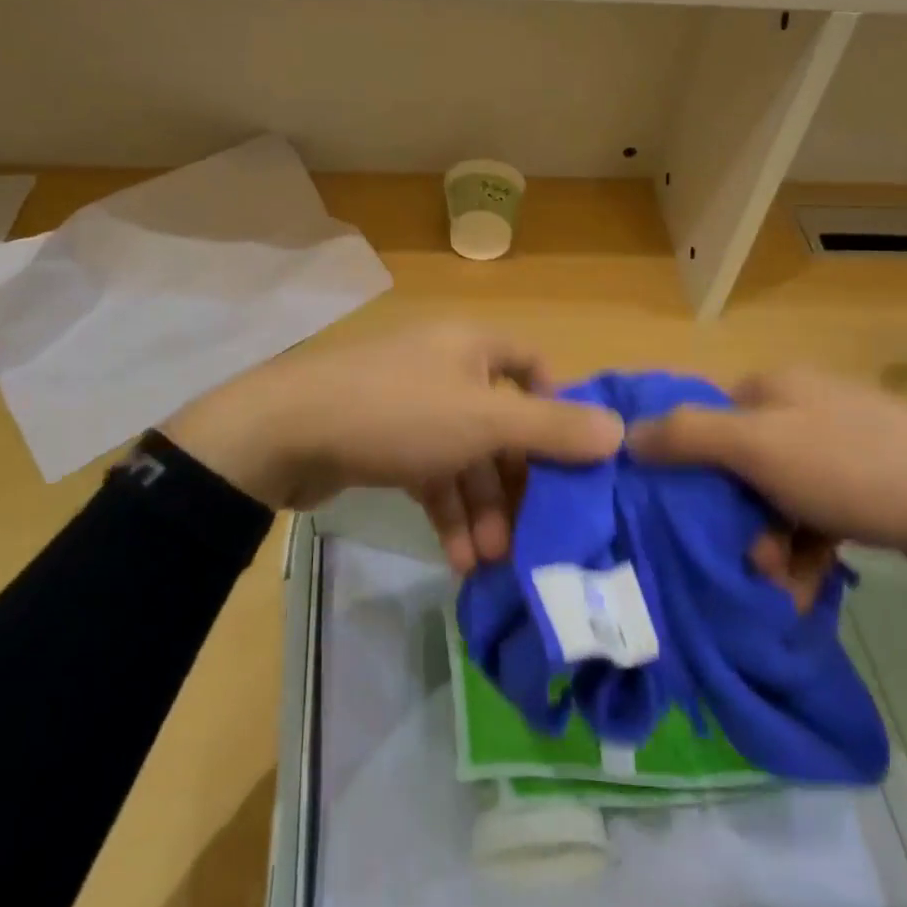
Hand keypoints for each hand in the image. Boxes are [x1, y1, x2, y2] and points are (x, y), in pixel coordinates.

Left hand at [160, 323, 623, 569]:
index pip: (532, 365)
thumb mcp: (483, 421)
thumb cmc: (398, 413)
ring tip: (489, 560)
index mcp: (472, 346)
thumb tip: (620, 431)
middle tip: (529, 535)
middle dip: (514, 482)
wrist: (287, 431)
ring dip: (481, 508)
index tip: (572, 460)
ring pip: (464, 456)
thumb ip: (551, 430)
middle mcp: (445, 367)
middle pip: (500, 423)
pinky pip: (429, 473)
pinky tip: (457, 557)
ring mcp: (411, 405)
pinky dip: (446, 511)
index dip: (557, 409)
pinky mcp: (383, 440)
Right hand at [628, 369, 906, 584]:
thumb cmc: (855, 468)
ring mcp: (838, 449)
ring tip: (777, 583)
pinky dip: (803, 550)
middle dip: (732, 517)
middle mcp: (801, 408)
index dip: (683, 464)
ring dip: (767, 543)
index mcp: (772, 387)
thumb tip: (624, 434)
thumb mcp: (759, 447)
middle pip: (736, 464)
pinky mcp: (868, 488)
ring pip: (774, 498)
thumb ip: (687, 436)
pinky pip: (812, 518)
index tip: (678, 513)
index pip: (702, 418)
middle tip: (740, 558)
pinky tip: (804, 584)